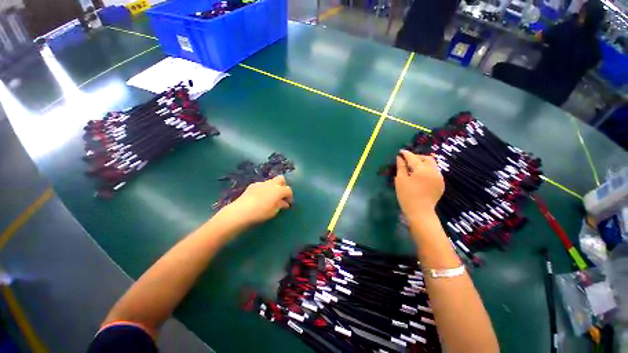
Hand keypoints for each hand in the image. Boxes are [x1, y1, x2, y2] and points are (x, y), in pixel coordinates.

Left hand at [219, 176, 293, 226]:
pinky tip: (260, 197)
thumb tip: (285, 203)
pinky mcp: (253, 185)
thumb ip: (280, 205)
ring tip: (270, 197)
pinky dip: (265, 188)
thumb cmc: (260, 213)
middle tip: (281, 195)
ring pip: (271, 181)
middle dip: (283, 186)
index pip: (288, 190)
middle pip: (281, 179)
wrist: (241, 211)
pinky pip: (262, 184)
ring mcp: (261, 183)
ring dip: (274, 187)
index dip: (290, 196)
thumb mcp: (273, 211)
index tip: (289, 203)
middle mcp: (271, 184)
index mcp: (279, 190)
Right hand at [394, 150, 444, 221]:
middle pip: (427, 158)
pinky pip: (434, 172)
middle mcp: (433, 171)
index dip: (406, 154)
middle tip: (407, 160)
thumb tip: (399, 158)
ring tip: (413, 167)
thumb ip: (401, 167)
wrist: (420, 211)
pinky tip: (420, 175)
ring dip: (423, 163)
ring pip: (432, 164)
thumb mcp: (401, 180)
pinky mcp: (441, 183)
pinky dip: (427, 170)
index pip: (413, 158)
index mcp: (422, 170)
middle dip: (417, 157)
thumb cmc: (407, 195)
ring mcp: (439, 177)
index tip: (400, 151)